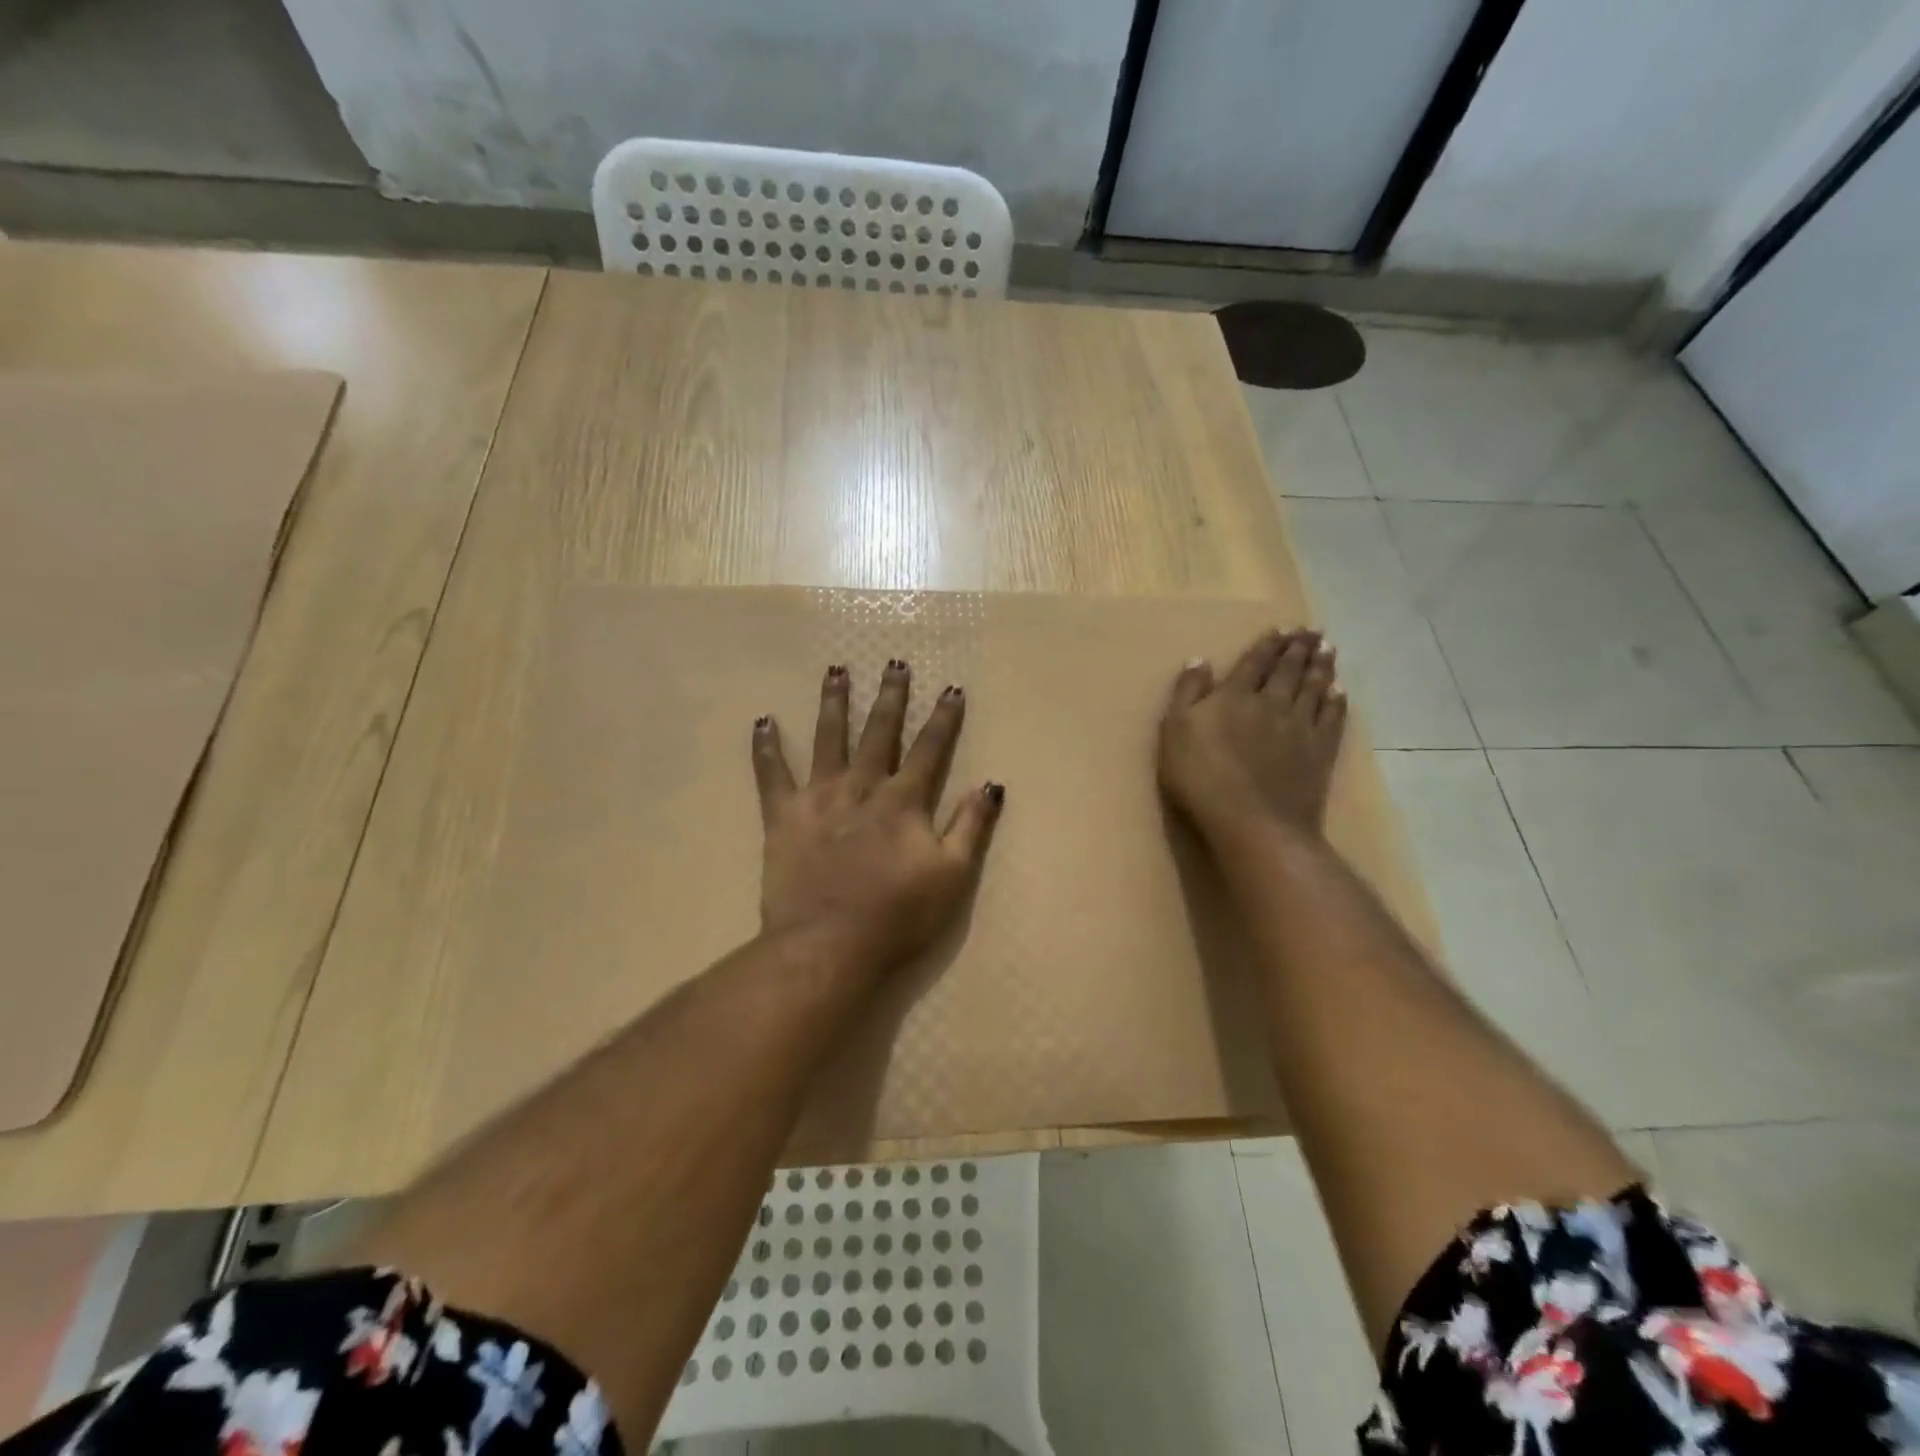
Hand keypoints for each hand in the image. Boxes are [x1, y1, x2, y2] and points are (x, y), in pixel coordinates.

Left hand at [751, 660, 1003, 978]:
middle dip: (890, 697)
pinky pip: (771, 775)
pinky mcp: (783, 817)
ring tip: (836, 671)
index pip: (929, 749)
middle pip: (879, 733)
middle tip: (894, 663)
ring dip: (834, 704)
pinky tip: (762, 721)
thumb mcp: (952, 875)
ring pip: (827, 739)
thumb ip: (971, 826)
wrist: (828, 944)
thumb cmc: (898, 915)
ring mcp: (819, 798)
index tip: (951, 688)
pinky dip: (766, 748)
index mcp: (903, 801)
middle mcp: (861, 787)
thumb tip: (991, 784)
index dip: (943, 719)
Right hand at [1158, 629, 1347, 843]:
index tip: (1283, 629)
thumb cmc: (1201, 777)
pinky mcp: (1319, 752)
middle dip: (1299, 648)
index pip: (1254, 662)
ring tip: (1328, 648)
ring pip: (1314, 688)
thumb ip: (1187, 694)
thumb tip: (1199, 660)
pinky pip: (1332, 718)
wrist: (1251, 821)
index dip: (1268, 644)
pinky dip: (1337, 701)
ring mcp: (1299, 728)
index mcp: (1235, 696)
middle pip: (1289, 670)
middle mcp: (1271, 703)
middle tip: (1312, 630)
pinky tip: (1340, 691)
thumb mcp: (1175, 732)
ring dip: (1322, 666)